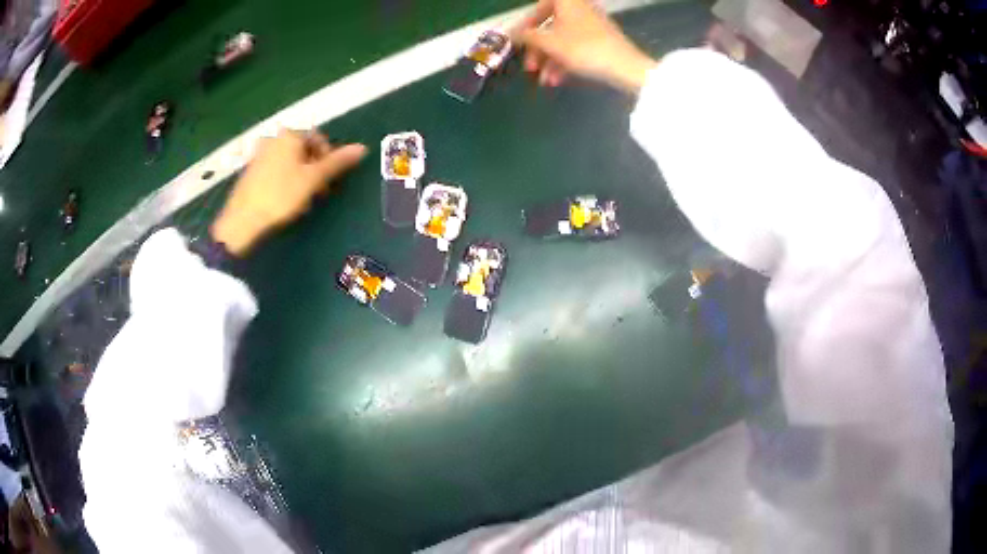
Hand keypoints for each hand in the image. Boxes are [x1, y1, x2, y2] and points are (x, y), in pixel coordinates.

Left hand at [211, 129, 366, 255]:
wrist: (242, 221)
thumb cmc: (280, 196)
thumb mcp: (313, 179)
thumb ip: (337, 162)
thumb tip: (363, 147)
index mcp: (289, 136)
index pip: (318, 138)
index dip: (328, 159)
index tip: (328, 181)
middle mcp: (273, 139)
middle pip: (303, 150)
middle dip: (314, 169)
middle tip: (318, 192)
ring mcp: (259, 154)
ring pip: (289, 161)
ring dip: (301, 177)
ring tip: (301, 200)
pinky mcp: (250, 171)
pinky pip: (275, 170)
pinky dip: (285, 181)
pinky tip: (283, 201)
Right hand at [512, 0, 656, 92]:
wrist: (625, 67)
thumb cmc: (583, 48)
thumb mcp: (549, 43)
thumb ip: (527, 37)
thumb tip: (511, 33)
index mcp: (568, 2)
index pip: (540, 6)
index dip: (527, 23)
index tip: (520, 39)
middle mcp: (580, 9)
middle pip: (551, 26)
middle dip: (538, 49)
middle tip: (529, 68)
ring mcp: (593, 26)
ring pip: (563, 40)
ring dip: (550, 61)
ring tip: (545, 81)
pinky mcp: (602, 42)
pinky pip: (577, 48)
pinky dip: (565, 62)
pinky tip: (558, 80)